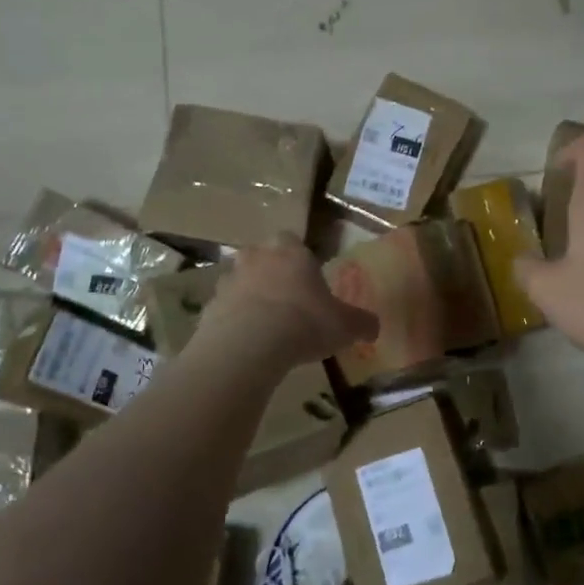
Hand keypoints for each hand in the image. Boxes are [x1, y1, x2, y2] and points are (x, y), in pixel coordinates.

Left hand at [197, 235, 379, 366]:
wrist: (248, 344)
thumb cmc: (304, 323)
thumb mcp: (345, 326)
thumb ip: (361, 323)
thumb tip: (374, 327)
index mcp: (291, 252)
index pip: (292, 240)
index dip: (299, 258)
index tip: (307, 280)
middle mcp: (256, 258)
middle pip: (261, 256)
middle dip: (271, 273)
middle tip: (286, 300)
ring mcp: (228, 281)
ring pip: (239, 281)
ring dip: (249, 296)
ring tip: (264, 325)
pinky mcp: (208, 307)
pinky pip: (224, 310)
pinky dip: (233, 322)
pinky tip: (246, 344)